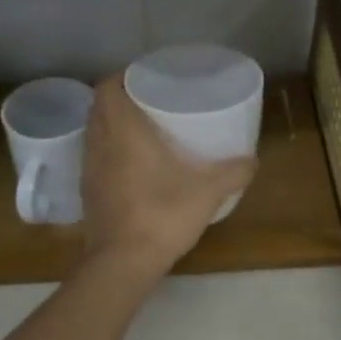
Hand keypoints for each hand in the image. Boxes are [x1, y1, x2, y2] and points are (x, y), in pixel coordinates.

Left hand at [80, 77, 256, 275]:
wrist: (122, 263)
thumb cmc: (162, 216)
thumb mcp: (208, 193)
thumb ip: (233, 172)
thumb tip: (253, 160)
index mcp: (123, 131)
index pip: (108, 87)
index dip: (123, 76)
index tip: (146, 78)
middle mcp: (100, 144)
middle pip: (99, 106)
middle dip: (120, 98)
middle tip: (149, 100)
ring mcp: (88, 169)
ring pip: (94, 132)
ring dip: (111, 124)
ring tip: (141, 129)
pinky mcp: (87, 192)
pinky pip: (94, 157)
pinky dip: (108, 150)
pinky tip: (132, 164)